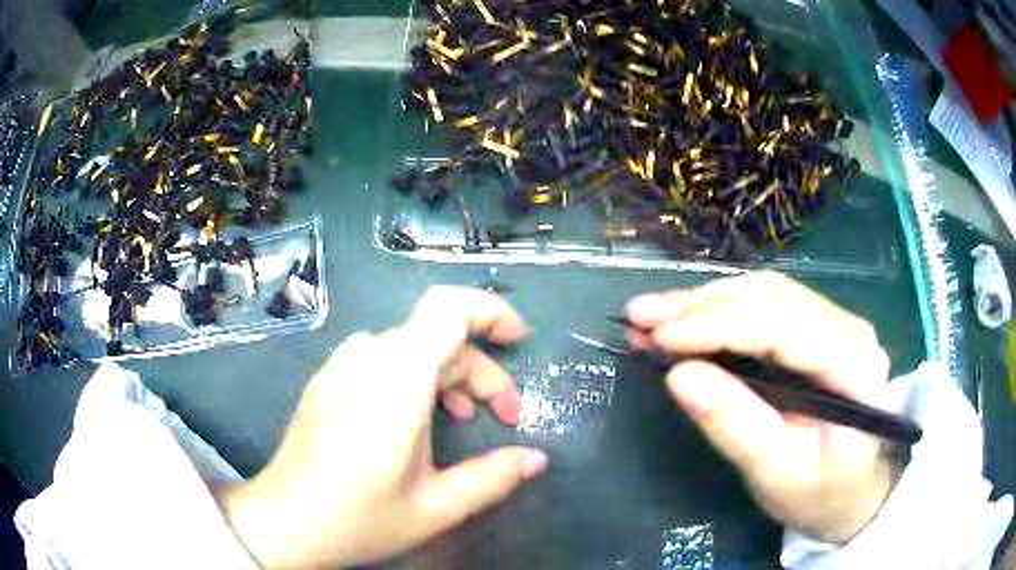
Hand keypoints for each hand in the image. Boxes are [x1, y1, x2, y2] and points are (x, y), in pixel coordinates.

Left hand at [217, 287, 548, 567]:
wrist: (284, 521)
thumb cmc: (360, 517)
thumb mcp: (437, 507)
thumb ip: (494, 477)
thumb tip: (536, 458)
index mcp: (397, 379)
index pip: (449, 309)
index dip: (491, 312)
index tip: (519, 342)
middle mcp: (367, 358)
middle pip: (438, 337)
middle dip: (480, 371)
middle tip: (504, 417)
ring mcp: (341, 365)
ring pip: (411, 347)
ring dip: (448, 374)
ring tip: (461, 417)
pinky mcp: (327, 379)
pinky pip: (382, 358)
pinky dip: (415, 376)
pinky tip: (414, 417)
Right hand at [626, 272, 897, 543]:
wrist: (853, 492)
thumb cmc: (819, 492)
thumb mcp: (775, 472)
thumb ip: (734, 424)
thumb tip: (679, 377)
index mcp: (853, 364)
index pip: (783, 326)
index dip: (718, 325)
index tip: (660, 336)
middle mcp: (848, 328)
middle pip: (771, 297)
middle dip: (702, 305)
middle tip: (641, 316)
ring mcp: (833, 323)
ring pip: (764, 293)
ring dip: (705, 301)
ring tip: (652, 315)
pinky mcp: (815, 329)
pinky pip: (764, 306)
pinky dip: (719, 310)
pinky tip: (685, 318)